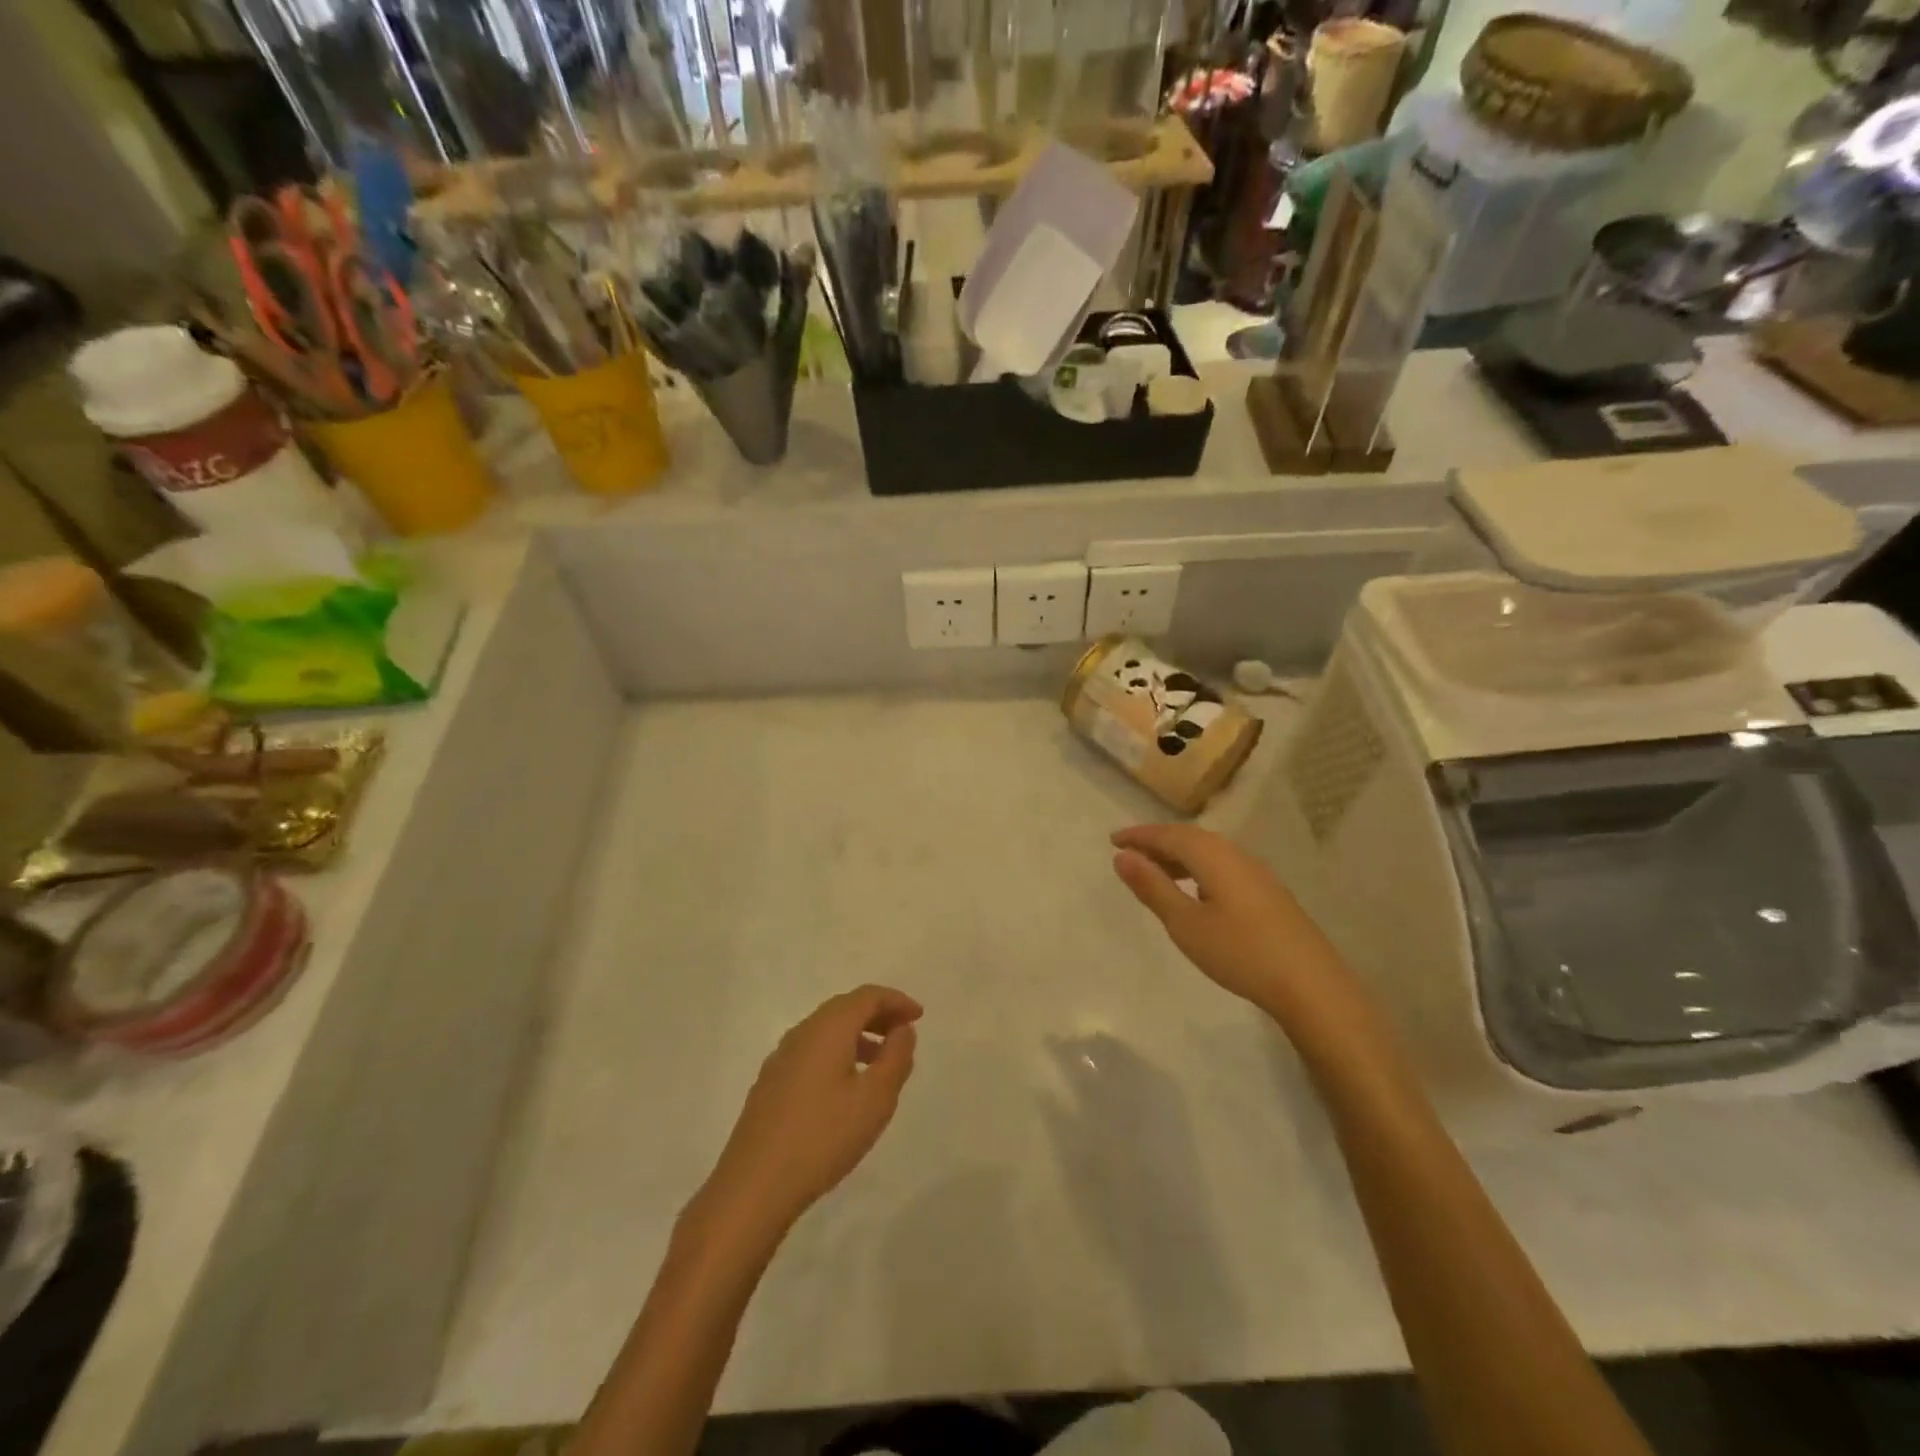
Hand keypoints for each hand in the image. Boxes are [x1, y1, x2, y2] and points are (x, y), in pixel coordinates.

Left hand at [703, 985, 921, 1234]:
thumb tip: (903, 1030)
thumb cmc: (823, 1137)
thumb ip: (895, 1058)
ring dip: (858, 1036)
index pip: (867, 996)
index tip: (919, 1016)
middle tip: (904, 1034)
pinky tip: (846, 1088)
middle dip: (878, 1015)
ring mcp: (781, 1058)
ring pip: (826, 1031)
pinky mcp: (770, 1083)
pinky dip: (837, 1053)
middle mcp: (802, 1033)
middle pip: (845, 1008)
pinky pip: (812, 1051)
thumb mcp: (875, 1099)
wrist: (754, 1186)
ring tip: (881, 1063)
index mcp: (828, 1028)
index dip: (896, 1000)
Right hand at [1111, 823, 1367, 1033]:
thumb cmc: (1239, 952)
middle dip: (1158, 842)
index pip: (1168, 834)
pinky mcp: (1269, 893)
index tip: (1113, 840)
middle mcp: (1236, 855)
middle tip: (1130, 853)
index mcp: (1213, 856)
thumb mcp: (1185, 923)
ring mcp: (1257, 873)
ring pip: (1209, 852)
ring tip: (1156, 872)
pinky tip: (1196, 891)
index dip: (1139, 836)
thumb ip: (1152, 886)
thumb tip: (1123, 856)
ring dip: (1179, 856)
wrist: (1310, 985)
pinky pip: (1223, 866)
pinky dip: (1199, 869)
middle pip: (1190, 838)